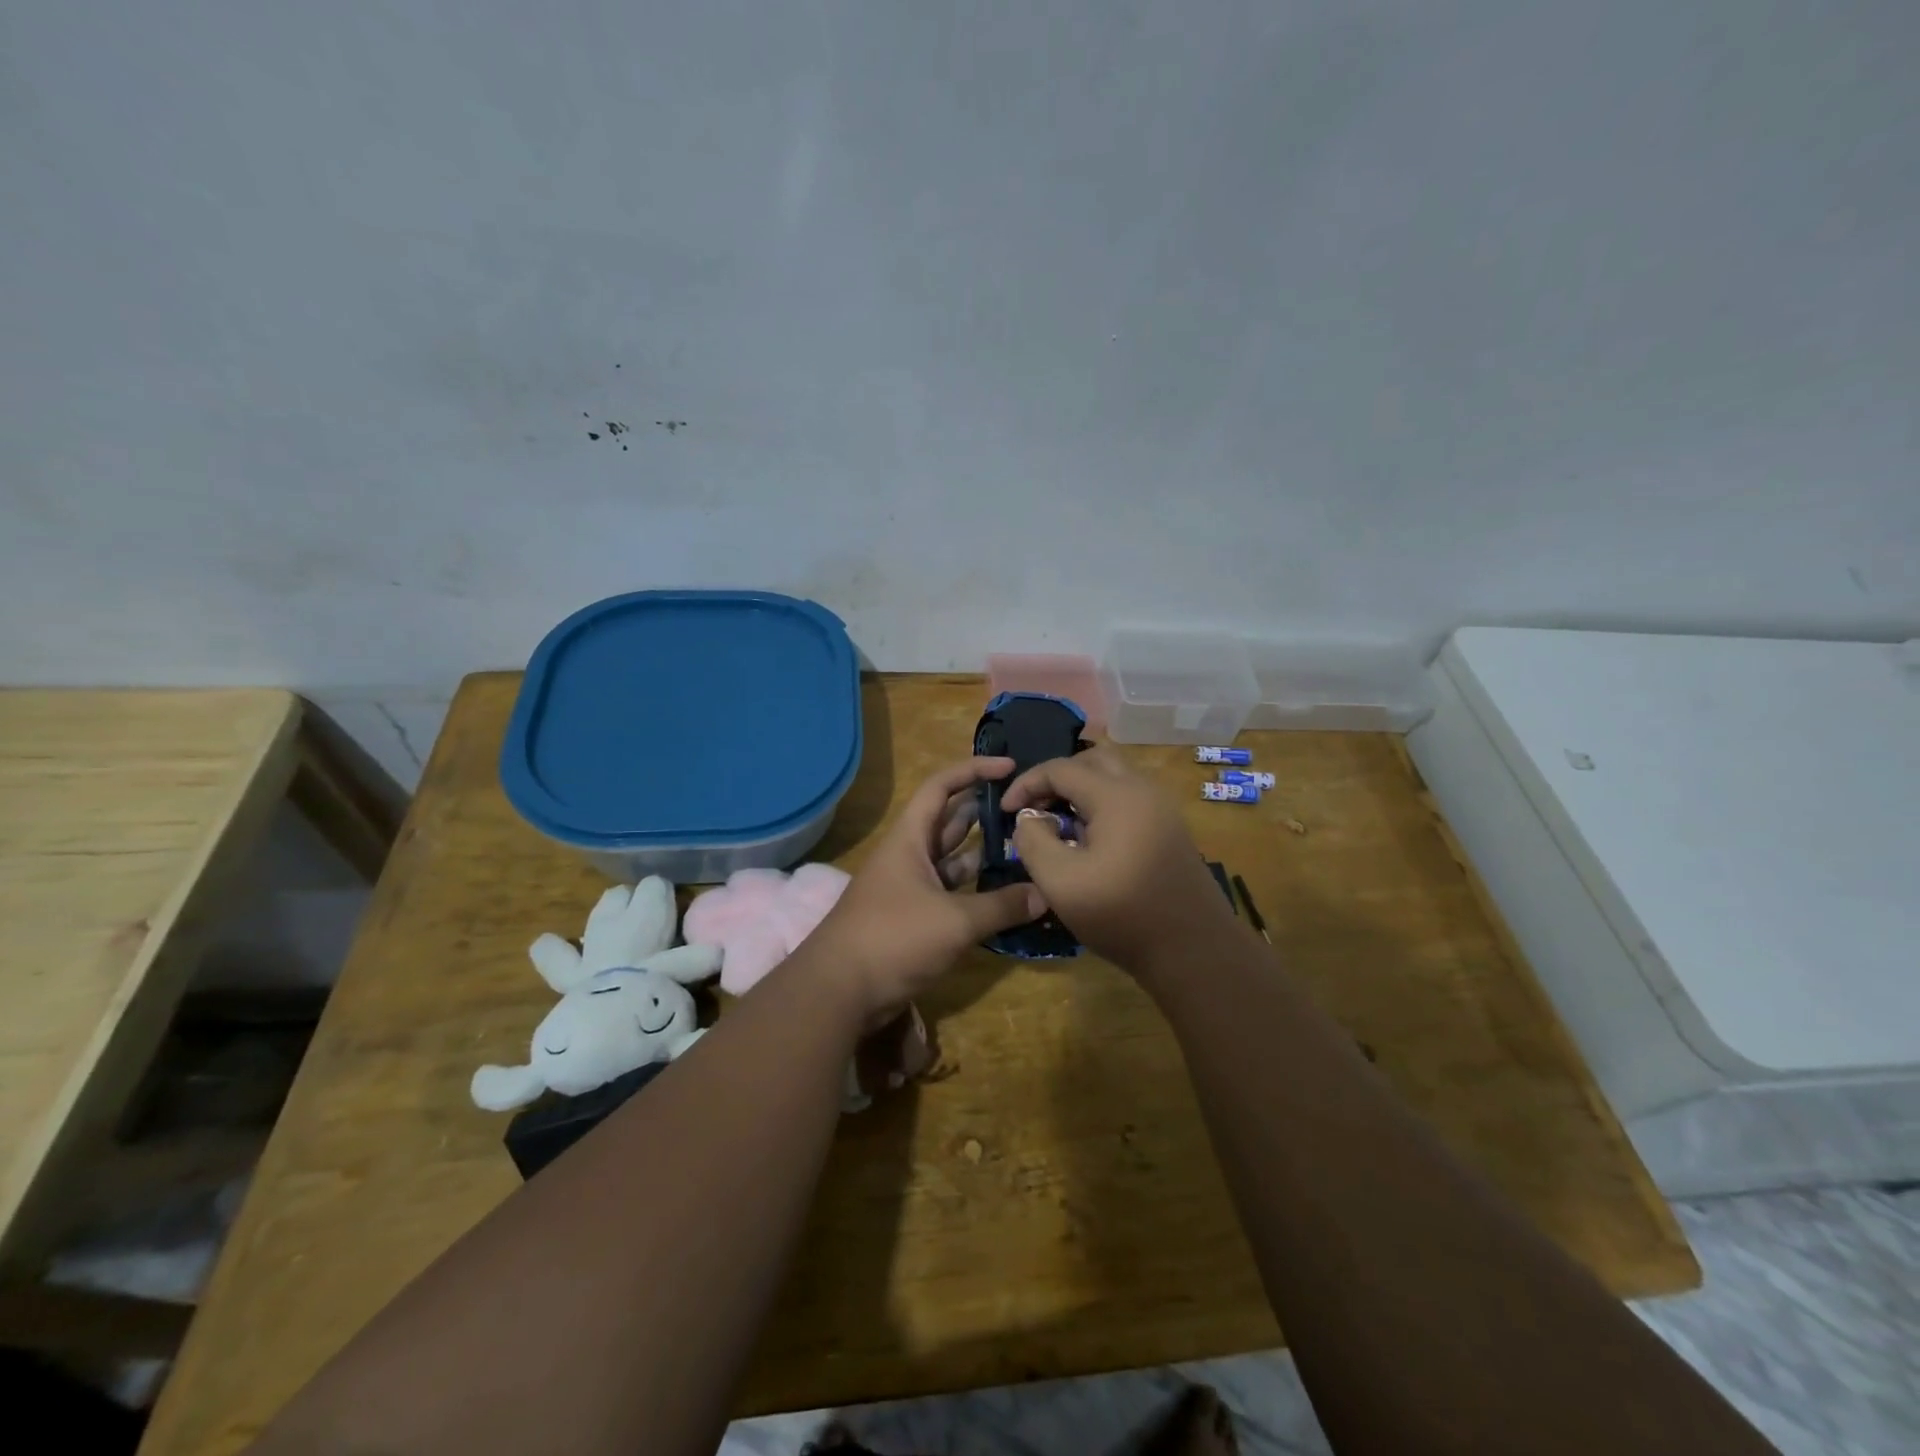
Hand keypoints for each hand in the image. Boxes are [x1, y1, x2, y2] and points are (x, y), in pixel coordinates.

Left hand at [809, 758, 1047, 1018]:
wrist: (839, 991)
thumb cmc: (893, 938)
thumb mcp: (954, 921)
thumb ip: (1001, 906)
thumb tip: (1045, 895)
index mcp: (910, 838)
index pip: (942, 786)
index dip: (974, 770)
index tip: (1010, 767)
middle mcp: (910, 855)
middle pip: (951, 821)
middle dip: (986, 812)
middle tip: (1029, 811)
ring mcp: (911, 888)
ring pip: (953, 860)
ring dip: (984, 855)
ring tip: (1027, 849)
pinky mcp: (915, 918)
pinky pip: (952, 894)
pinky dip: (977, 892)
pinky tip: (1008, 895)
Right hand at [1002, 747, 1234, 971]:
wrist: (1193, 951)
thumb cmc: (1121, 914)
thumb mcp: (1059, 881)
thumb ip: (1033, 840)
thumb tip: (1030, 818)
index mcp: (1116, 795)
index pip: (1061, 768)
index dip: (1026, 783)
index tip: (1005, 810)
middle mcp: (1143, 790)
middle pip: (1092, 760)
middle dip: (1057, 777)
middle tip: (1036, 807)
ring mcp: (1162, 809)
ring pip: (1114, 777)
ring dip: (1081, 789)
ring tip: (1059, 823)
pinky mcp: (1170, 829)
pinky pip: (1129, 798)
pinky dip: (1102, 804)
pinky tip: (1090, 840)